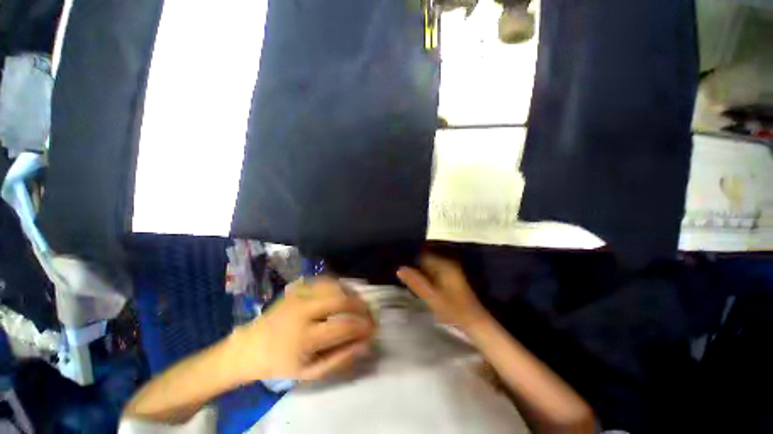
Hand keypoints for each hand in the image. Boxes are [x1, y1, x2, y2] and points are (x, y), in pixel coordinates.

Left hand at [229, 277, 374, 383]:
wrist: (252, 345)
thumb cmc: (283, 362)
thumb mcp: (311, 371)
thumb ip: (341, 358)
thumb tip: (366, 343)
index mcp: (304, 337)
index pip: (344, 326)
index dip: (363, 326)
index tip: (373, 329)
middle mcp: (302, 310)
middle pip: (341, 299)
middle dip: (361, 305)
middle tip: (369, 313)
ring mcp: (299, 293)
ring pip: (336, 285)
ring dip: (352, 293)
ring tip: (358, 304)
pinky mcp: (298, 285)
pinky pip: (326, 279)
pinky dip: (340, 285)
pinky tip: (343, 294)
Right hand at [397, 254, 490, 333]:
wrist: (473, 321)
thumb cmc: (452, 308)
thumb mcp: (430, 296)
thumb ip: (415, 281)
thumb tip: (399, 268)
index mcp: (443, 264)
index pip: (422, 254)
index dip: (411, 260)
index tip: (401, 268)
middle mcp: (448, 263)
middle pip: (426, 259)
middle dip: (415, 266)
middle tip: (404, 277)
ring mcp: (450, 269)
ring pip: (429, 266)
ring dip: (420, 272)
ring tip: (410, 281)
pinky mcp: (451, 277)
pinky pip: (434, 272)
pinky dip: (427, 277)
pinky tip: (422, 286)